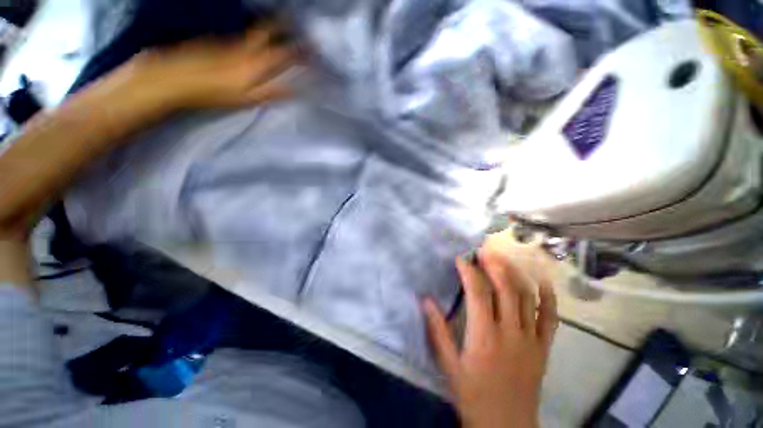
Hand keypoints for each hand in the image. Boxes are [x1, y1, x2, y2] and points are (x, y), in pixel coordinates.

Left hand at [127, 21, 299, 109]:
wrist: (175, 77)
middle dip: (286, 26)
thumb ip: (273, 92)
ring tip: (281, 22)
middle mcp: (246, 47)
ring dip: (271, 25)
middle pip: (269, 32)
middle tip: (297, 21)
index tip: (315, 48)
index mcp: (256, 63)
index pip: (285, 54)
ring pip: (255, 30)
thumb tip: (296, 90)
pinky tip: (254, 35)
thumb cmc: (215, 93)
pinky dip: (252, 31)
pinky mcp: (217, 41)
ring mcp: (230, 41)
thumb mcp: (248, 99)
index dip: (302, 51)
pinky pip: (241, 33)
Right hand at [423, 238, 558, 427]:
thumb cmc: (473, 395)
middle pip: (505, 289)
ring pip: (527, 297)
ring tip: (503, 258)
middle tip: (483, 249)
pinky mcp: (543, 348)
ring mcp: (531, 339)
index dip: (469, 271)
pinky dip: (548, 298)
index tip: (461, 258)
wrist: (505, 426)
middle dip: (494, 264)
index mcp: (485, 336)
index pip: (478, 292)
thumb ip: (437, 330)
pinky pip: (550, 318)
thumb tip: (425, 300)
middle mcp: (510, 332)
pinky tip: (542, 282)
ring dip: (515, 273)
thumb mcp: (449, 365)